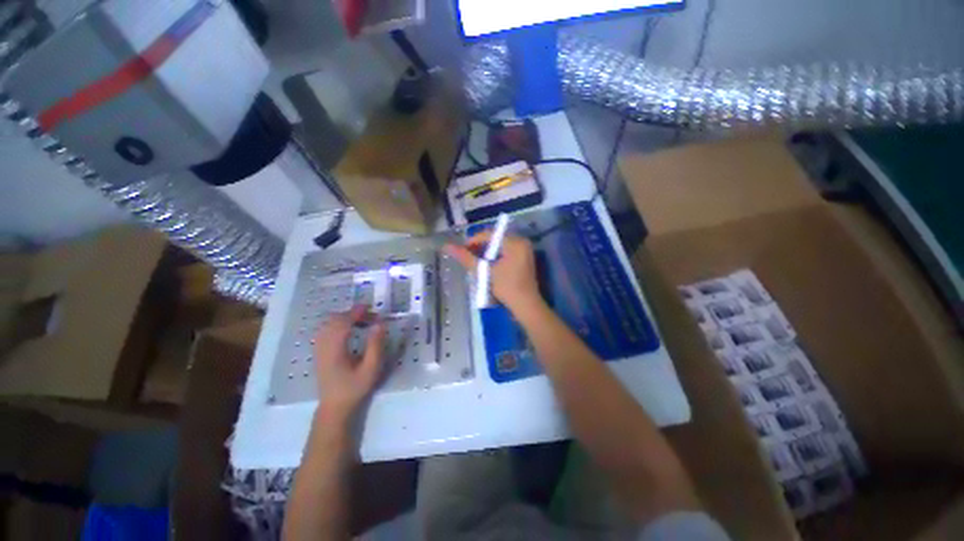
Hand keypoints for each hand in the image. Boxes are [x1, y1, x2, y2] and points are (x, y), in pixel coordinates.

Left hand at [312, 305, 385, 421]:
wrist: (334, 407)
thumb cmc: (355, 388)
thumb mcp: (371, 368)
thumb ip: (375, 345)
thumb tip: (380, 323)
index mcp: (335, 350)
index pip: (343, 323)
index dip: (356, 312)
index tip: (369, 307)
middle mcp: (323, 346)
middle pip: (333, 320)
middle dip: (352, 313)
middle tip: (370, 316)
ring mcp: (318, 349)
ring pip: (328, 324)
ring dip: (344, 317)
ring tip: (361, 320)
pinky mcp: (319, 352)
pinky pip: (325, 330)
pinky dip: (337, 323)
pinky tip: (349, 329)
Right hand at [444, 232, 542, 313]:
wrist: (525, 306)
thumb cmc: (507, 288)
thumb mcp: (485, 273)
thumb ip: (467, 258)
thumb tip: (447, 246)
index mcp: (515, 242)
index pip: (490, 234)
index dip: (474, 240)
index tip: (462, 250)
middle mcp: (522, 242)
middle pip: (495, 239)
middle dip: (480, 246)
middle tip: (467, 255)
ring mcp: (524, 250)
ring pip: (500, 245)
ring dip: (486, 252)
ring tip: (475, 260)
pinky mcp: (524, 258)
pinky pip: (506, 251)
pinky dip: (495, 256)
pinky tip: (487, 264)